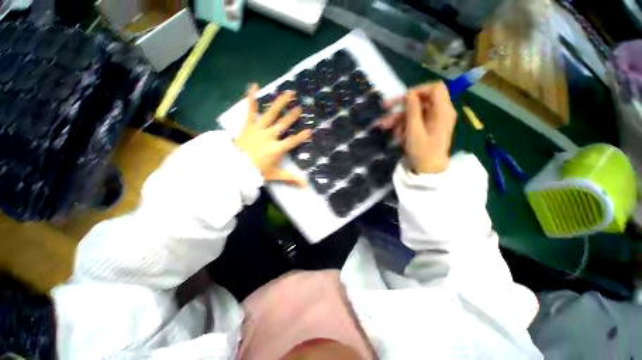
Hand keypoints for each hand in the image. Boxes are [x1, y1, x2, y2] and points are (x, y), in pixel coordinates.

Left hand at [235, 84, 311, 185]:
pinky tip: (254, 85)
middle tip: (300, 108)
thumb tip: (305, 186)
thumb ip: (291, 178)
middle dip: (293, 116)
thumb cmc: (256, 171)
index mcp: (277, 149)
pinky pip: (251, 110)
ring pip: (272, 113)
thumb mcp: (275, 175)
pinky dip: (252, 97)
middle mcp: (270, 136)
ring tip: (290, 93)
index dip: (302, 136)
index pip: (293, 141)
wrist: (235, 167)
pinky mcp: (248, 125)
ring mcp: (259, 129)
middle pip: (284, 124)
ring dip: (281, 103)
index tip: (310, 130)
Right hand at [378, 82, 456, 173]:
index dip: (418, 90)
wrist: (428, 170)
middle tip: (385, 107)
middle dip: (401, 105)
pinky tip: (396, 135)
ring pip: (414, 112)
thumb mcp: (414, 131)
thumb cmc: (422, 152)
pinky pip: (414, 121)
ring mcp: (433, 120)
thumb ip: (413, 111)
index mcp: (442, 111)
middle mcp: (440, 112)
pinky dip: (404, 126)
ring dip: (398, 118)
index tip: (404, 99)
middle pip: (421, 100)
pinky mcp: (427, 127)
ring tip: (385, 127)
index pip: (435, 89)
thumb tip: (410, 94)